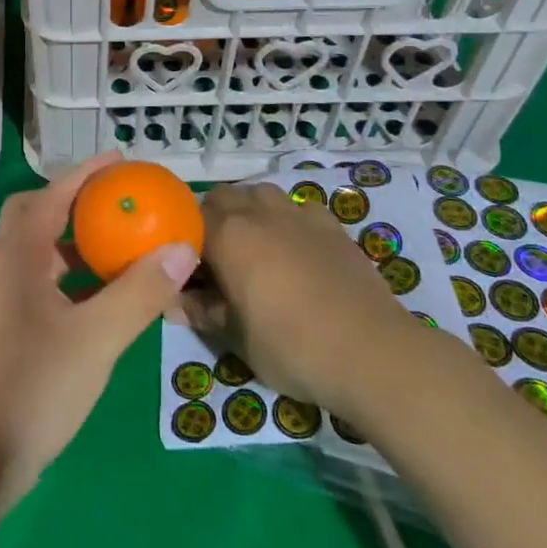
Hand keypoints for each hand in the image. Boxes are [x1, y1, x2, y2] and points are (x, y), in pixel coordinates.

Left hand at [0, 152, 198, 510]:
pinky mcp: (13, 327)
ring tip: (120, 246)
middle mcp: (7, 266)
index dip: (86, 173)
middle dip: (74, 201)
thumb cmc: (35, 384)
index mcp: (19, 254)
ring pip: (42, 251)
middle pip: (36, 213)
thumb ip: (140, 292)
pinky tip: (105, 298)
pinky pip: (47, 282)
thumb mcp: (98, 337)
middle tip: (116, 204)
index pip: (52, 194)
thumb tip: (182, 247)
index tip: (120, 161)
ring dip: (76, 241)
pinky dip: (75, 277)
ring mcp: (7, 299)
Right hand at [170, 182, 441, 425]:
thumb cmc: (292, 347)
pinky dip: (286, 220)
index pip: (188, 222)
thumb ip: (203, 313)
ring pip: (259, 194)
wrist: (372, 352)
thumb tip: (175, 304)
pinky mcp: (330, 225)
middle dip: (211, 221)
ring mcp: (297, 214)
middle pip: (222, 198)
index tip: (186, 271)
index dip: (182, 243)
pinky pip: (297, 208)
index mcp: (227, 235)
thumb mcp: (236, 339)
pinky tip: (294, 248)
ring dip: (247, 212)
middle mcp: (258, 212)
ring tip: (253, 249)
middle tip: (215, 260)